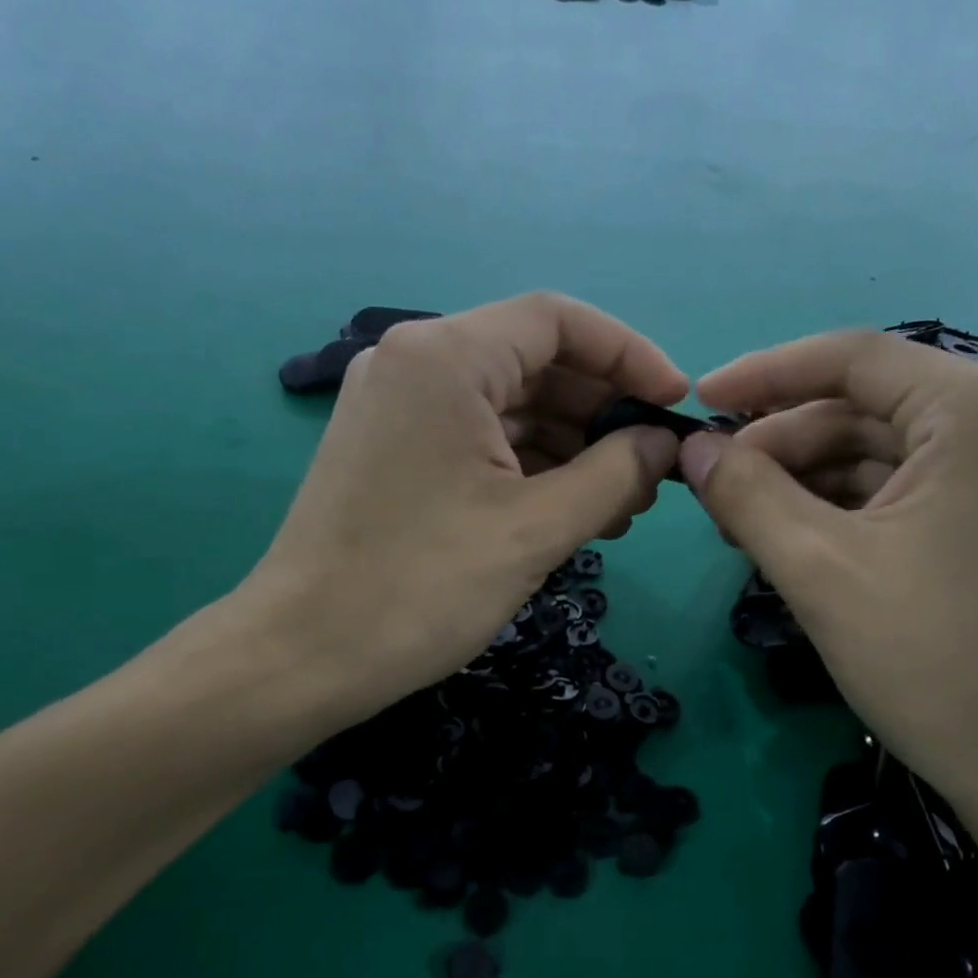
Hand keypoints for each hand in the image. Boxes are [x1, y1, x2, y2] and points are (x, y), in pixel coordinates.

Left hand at [232, 293, 686, 732]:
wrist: (301, 657)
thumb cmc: (421, 587)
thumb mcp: (536, 529)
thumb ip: (617, 473)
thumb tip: (665, 444)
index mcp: (445, 357)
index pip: (558, 320)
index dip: (630, 354)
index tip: (676, 404)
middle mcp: (415, 362)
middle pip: (535, 360)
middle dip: (602, 411)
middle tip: (653, 470)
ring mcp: (397, 405)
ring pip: (509, 403)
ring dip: (571, 445)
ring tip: (622, 504)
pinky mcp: (392, 447)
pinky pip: (478, 436)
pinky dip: (529, 464)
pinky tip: (570, 509)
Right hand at [677, 331, 977, 814]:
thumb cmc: (933, 660)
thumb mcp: (818, 569)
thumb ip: (745, 494)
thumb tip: (692, 447)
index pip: (851, 358)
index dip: (763, 374)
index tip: (698, 402)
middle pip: (864, 406)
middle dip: (781, 443)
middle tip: (714, 486)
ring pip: (880, 451)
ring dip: (805, 479)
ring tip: (742, 521)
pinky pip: (906, 489)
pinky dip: (844, 507)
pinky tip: (794, 539)